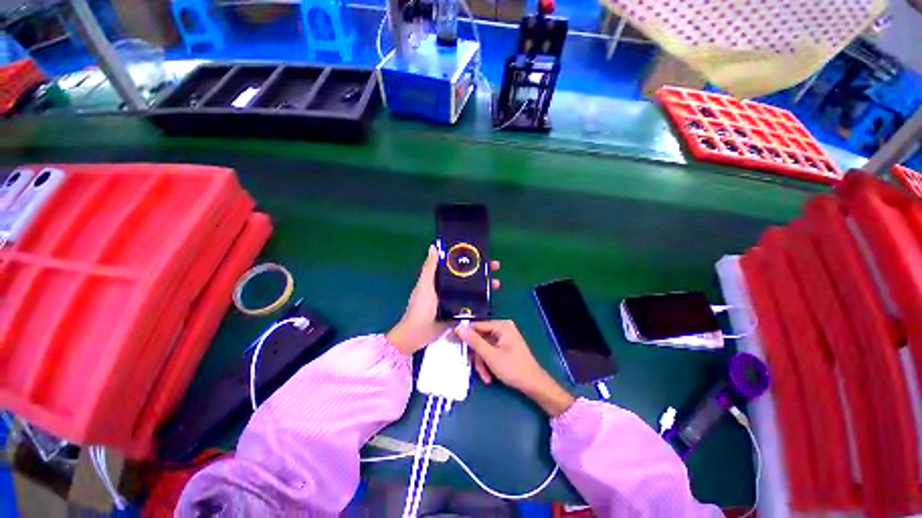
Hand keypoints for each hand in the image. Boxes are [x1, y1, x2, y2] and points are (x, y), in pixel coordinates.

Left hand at [387, 246, 499, 355]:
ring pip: (471, 289)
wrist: (418, 334)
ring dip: (484, 285)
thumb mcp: (425, 285)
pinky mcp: (459, 311)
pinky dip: (480, 299)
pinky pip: (471, 303)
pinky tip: (491, 297)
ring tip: (497, 283)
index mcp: (439, 279)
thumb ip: (429, 268)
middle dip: (481, 271)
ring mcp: (454, 300)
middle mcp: (448, 287)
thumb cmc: (420, 307)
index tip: (482, 254)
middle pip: (467, 276)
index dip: (469, 258)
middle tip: (495, 267)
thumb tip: (433, 246)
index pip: (457, 265)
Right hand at [457, 320, 574, 416]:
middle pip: (480, 338)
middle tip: (474, 368)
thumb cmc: (513, 369)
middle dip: (478, 356)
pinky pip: (490, 351)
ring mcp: (504, 338)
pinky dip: (488, 363)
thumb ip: (474, 341)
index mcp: (501, 326)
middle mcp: (502, 329)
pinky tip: (489, 376)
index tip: (454, 345)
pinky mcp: (505, 347)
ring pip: (484, 347)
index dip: (465, 336)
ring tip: (485, 376)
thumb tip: (459, 327)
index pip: (477, 326)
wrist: (534, 385)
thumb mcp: (490, 356)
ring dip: (482, 363)